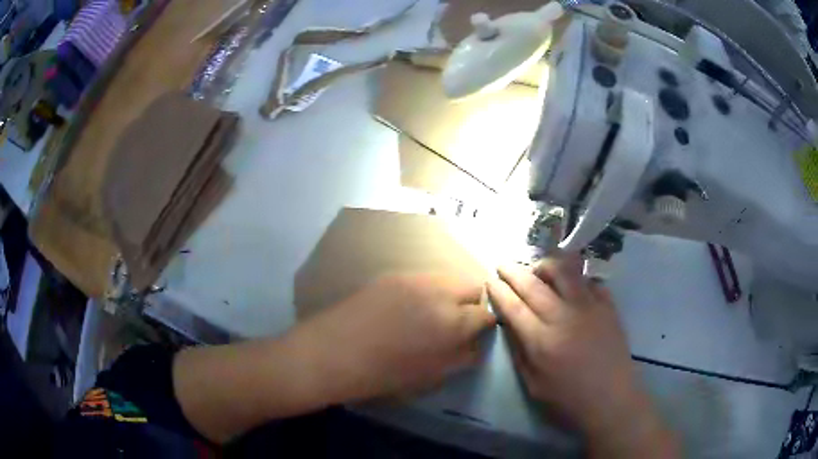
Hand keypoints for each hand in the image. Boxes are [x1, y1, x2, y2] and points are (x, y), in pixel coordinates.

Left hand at [291, 273, 495, 399]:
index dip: (485, 326)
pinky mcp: (391, 276)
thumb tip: (476, 343)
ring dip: (449, 294)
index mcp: (452, 320)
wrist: (333, 353)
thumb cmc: (384, 374)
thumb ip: (462, 356)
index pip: (486, 313)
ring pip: (447, 279)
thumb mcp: (431, 375)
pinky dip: (426, 291)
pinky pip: (422, 279)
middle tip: (456, 324)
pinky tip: (409, 308)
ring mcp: (413, 279)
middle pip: (472, 285)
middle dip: (472, 304)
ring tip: (432, 315)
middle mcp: (438, 291)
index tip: (476, 335)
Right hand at [488, 255, 677, 456]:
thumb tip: (508, 324)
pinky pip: (589, 280)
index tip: (490, 280)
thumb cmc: (568, 399)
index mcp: (542, 341)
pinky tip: (570, 285)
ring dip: (545, 265)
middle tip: (504, 265)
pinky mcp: (608, 306)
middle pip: (534, 284)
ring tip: (538, 269)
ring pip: (564, 271)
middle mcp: (564, 317)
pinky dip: (575, 277)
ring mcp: (589, 307)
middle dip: (514, 271)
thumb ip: (519, 352)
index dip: (499, 291)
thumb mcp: (533, 385)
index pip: (514, 307)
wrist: (611, 399)